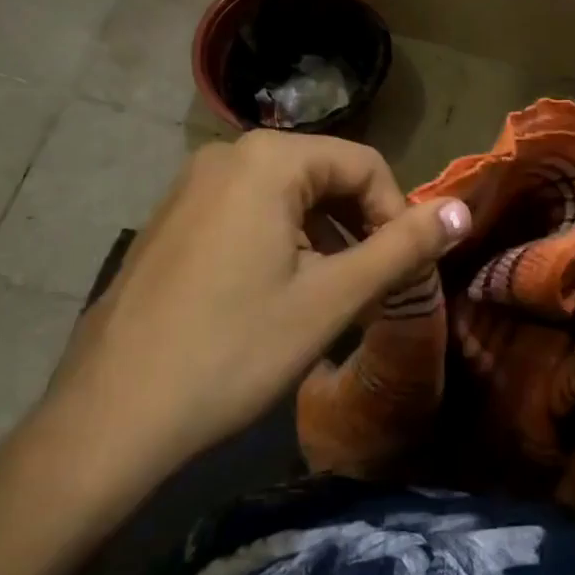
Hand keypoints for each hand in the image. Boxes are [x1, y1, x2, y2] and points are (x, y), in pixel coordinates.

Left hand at [0, 131, 470, 534]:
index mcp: (267, 160)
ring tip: (332, 298)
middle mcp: (225, 156)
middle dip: (360, 227)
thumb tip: (463, 211)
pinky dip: (282, 244)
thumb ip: (403, 248)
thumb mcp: (331, 298)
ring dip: (324, 239)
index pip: (364, 165)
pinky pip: (247, 214)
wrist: (110, 418)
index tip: (403, 272)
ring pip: (286, 198)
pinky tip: (279, 297)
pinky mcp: (171, 221)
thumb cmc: (233, 351)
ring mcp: (189, 187)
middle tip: (372, 288)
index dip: (397, 215)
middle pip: (325, 176)